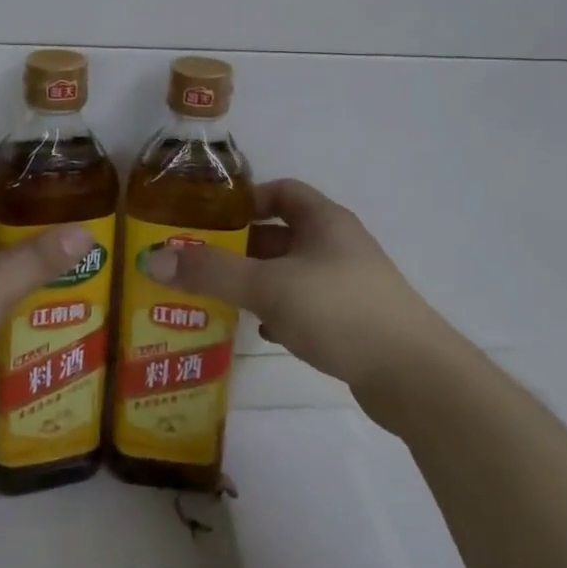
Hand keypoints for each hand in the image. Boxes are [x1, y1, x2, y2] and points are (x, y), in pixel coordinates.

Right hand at [145, 179, 455, 417]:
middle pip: (282, 235)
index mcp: (324, 220)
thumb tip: (152, 258)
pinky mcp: (354, 321)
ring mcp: (349, 284)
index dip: (246, 199)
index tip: (210, 218)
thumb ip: (211, 272)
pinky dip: (281, 313)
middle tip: (200, 263)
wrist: (414, 376)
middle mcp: (338, 244)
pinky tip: (261, 332)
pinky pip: (306, 306)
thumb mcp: (269, 286)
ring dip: (258, 283)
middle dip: (242, 247)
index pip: (281, 191)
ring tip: (219, 298)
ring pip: (292, 273)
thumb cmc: (339, 310)